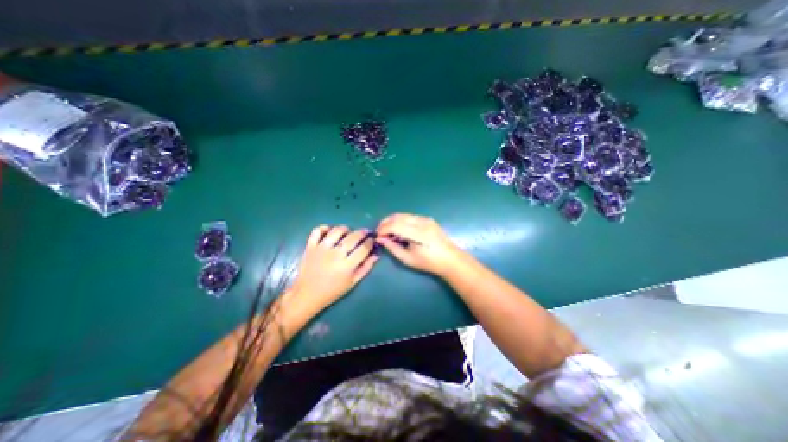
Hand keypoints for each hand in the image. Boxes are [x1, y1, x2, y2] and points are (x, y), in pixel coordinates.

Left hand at [291, 225, 379, 312]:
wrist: (307, 294)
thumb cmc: (333, 290)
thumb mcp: (353, 282)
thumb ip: (366, 267)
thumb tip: (376, 253)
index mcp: (347, 265)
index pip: (364, 248)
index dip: (370, 241)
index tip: (372, 240)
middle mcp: (335, 254)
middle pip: (353, 237)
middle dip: (362, 232)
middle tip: (365, 233)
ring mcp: (322, 248)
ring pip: (337, 230)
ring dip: (346, 229)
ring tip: (348, 233)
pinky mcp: (311, 246)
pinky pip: (318, 230)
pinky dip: (325, 228)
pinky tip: (330, 232)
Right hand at [376, 214, 466, 275]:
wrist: (450, 258)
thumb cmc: (429, 262)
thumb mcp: (408, 259)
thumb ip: (393, 248)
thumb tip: (380, 239)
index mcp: (418, 233)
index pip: (395, 225)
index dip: (383, 229)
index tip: (377, 237)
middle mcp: (421, 222)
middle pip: (397, 216)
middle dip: (385, 223)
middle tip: (379, 232)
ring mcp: (425, 219)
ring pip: (403, 215)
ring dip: (392, 221)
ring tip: (387, 231)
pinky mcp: (427, 219)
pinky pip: (409, 216)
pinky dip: (401, 221)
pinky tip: (399, 229)